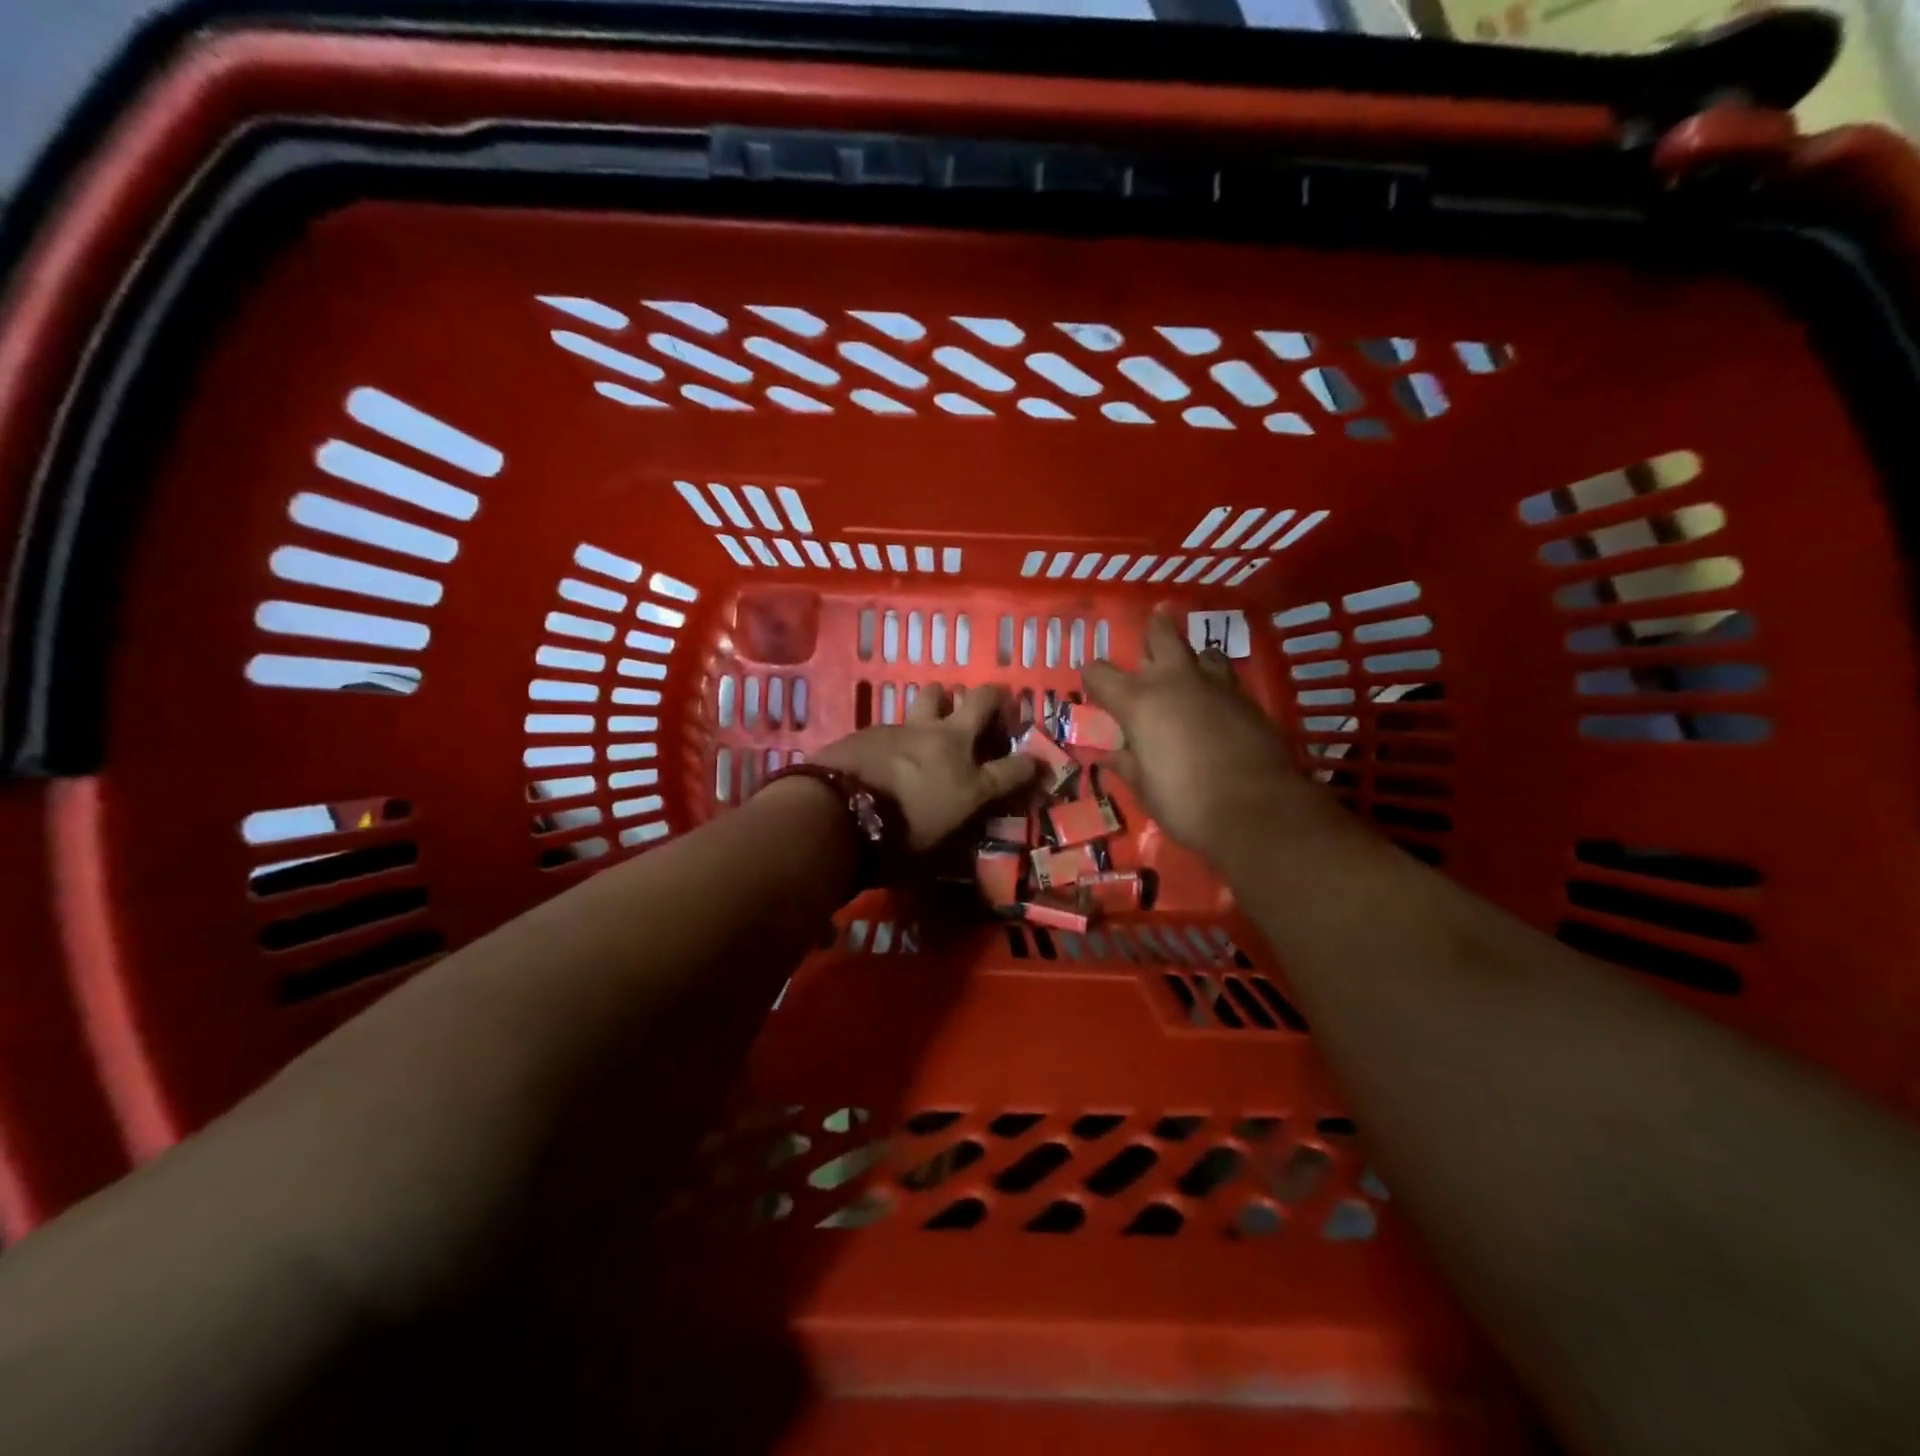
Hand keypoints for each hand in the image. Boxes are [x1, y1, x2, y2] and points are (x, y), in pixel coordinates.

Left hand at [812, 685, 1039, 852]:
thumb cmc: (891, 847)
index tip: (1034, 765)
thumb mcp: (934, 854)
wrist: (835, 816)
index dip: (1030, 766)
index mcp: (970, 784)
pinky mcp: (879, 726)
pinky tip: (890, 746)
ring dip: (942, 700)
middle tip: (991, 707)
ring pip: (936, 693)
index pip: (1017, 769)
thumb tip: (959, 831)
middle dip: (994, 699)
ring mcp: (912, 729)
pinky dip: (902, 730)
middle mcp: (949, 746)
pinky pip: (899, 719)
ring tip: (937, 713)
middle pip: (983, 702)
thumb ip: (954, 835)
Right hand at [1083, 614, 1324, 857]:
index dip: (1092, 677)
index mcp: (1138, 702)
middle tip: (1154, 623)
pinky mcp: (1247, 700)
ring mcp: (1216, 686)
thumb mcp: (1144, 788)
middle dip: (1154, 629)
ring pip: (1201, 651)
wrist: (1258, 810)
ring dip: (1191, 657)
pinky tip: (1215, 703)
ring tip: (1189, 667)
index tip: (1093, 686)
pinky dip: (1215, 684)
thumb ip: (1125, 764)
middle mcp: (1174, 682)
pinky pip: (1225, 678)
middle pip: (1161, 635)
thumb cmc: (1186, 802)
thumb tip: (1108, 754)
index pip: (1100, 673)